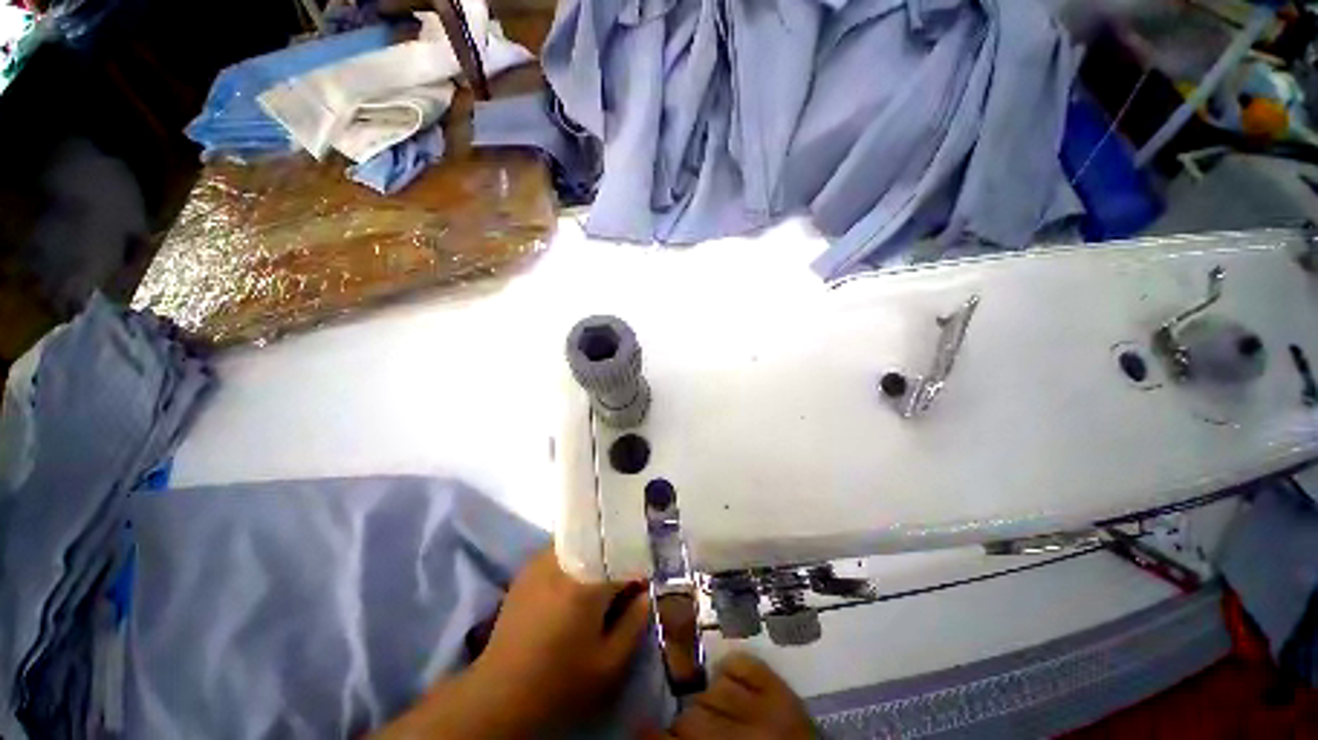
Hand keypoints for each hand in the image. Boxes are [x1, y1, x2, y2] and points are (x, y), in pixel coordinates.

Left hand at [375, 547, 651, 738]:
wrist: (500, 693)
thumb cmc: (560, 681)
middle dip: (618, 552)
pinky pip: (563, 549)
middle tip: (626, 577)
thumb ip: (635, 622)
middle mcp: (563, 559)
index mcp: (586, 581)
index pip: (625, 554)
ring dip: (596, 553)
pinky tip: (577, 581)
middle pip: (602, 540)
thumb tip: (646, 591)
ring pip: (582, 540)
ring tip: (603, 577)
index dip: (640, 564)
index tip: (645, 578)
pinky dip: (577, 557)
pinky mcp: (528, 567)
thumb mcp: (609, 664)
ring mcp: (541, 559)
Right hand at [644, 653, 815, 739]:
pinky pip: (743, 663)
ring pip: (712, 687)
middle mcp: (749, 734)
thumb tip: (647, 729)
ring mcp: (770, 708)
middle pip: (690, 714)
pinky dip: (732, 672)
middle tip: (686, 731)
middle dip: (682, 723)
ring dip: (707, 700)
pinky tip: (732, 686)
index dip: (652, 733)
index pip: (675, 738)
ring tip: (714, 713)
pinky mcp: (784, 689)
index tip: (640, 728)